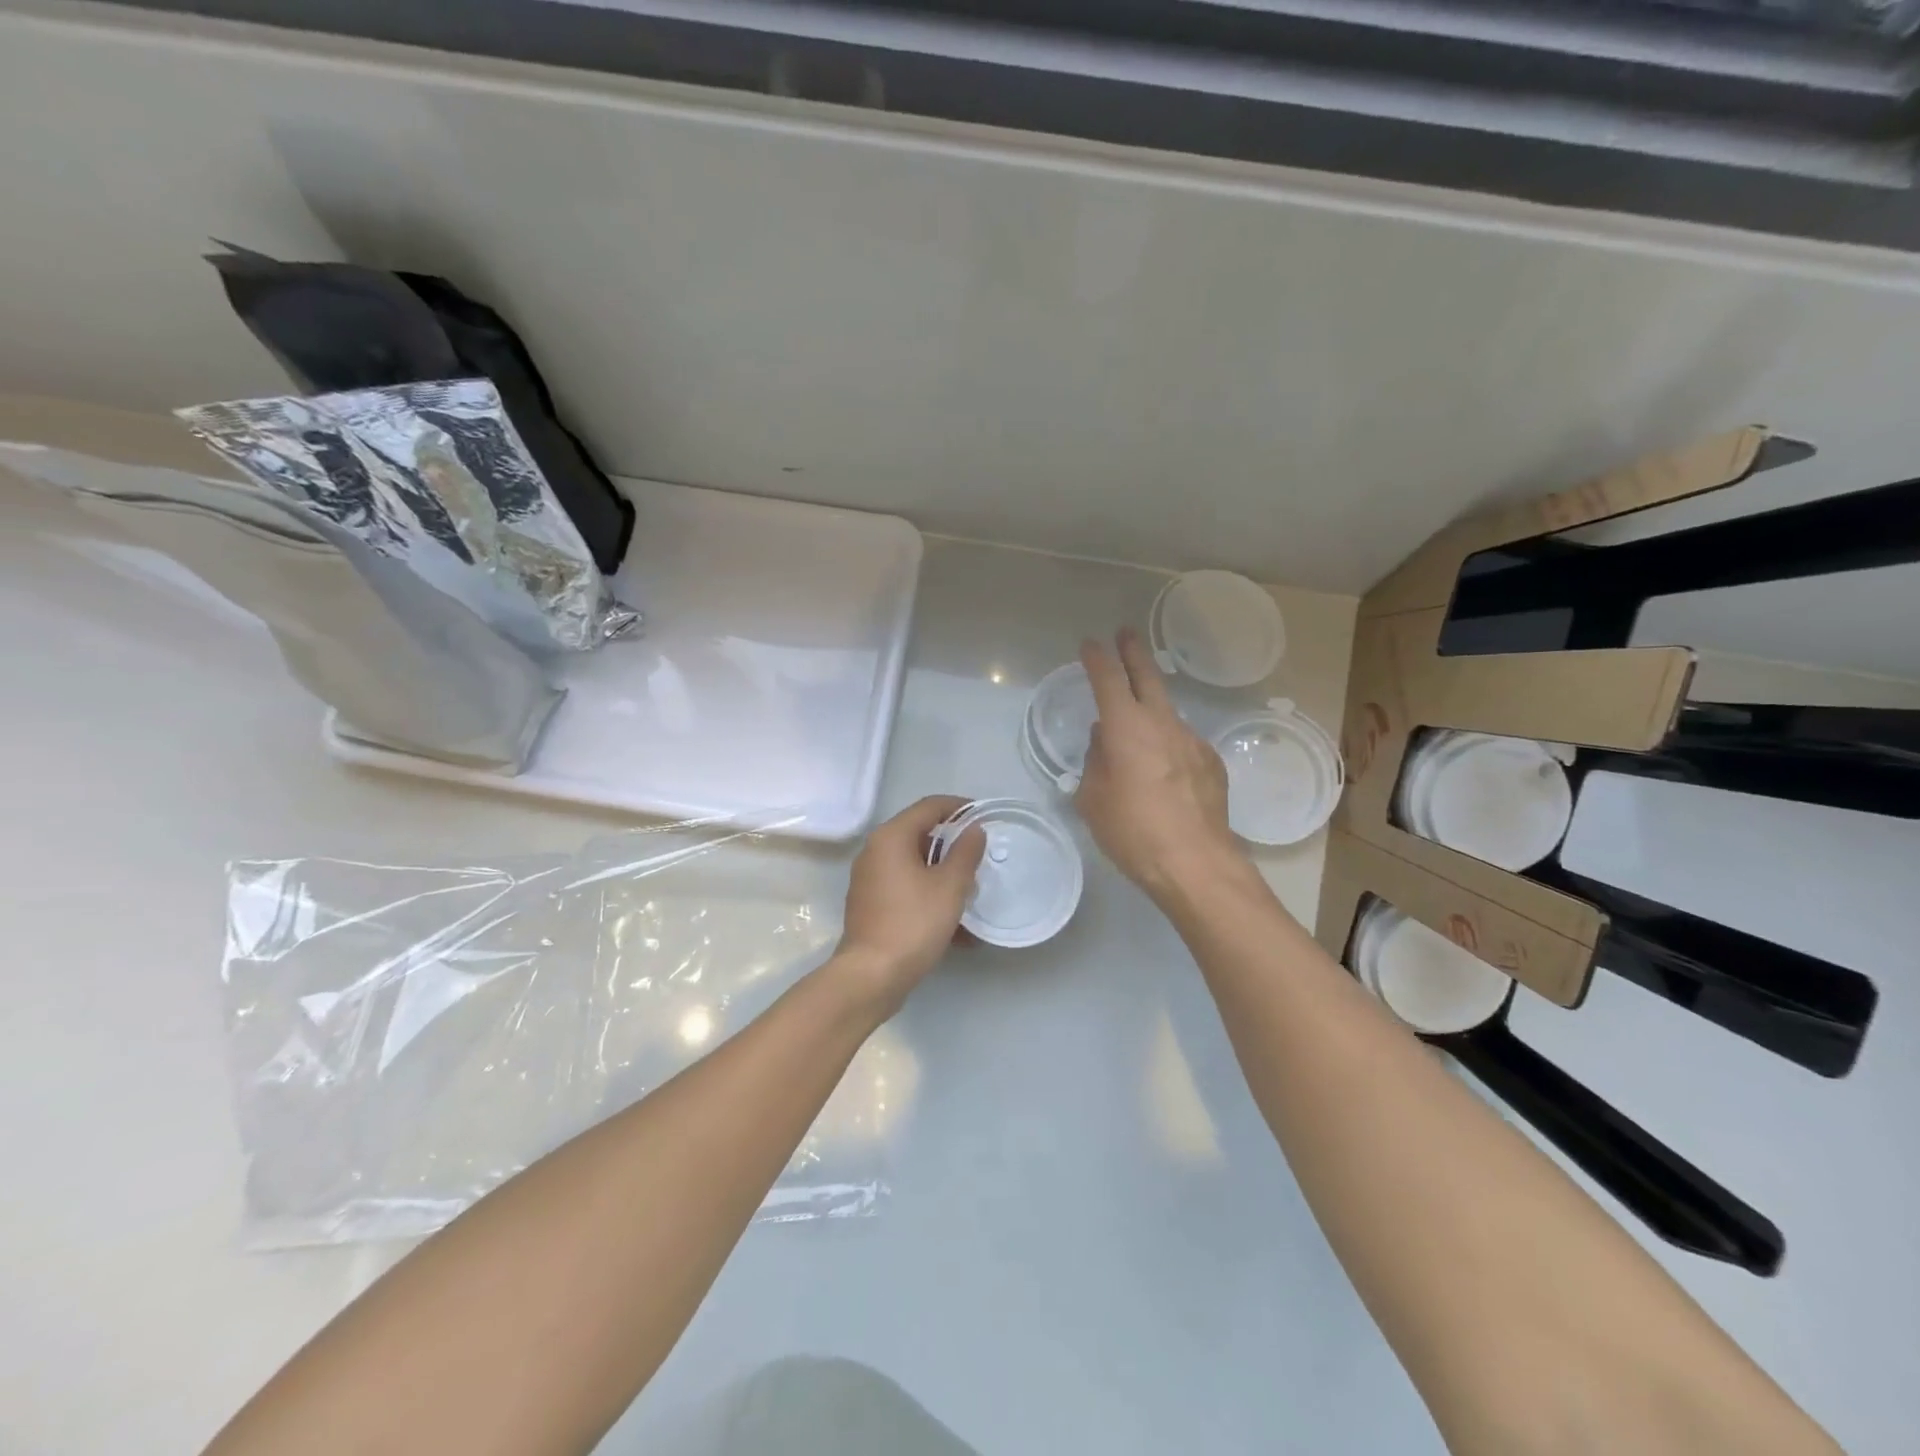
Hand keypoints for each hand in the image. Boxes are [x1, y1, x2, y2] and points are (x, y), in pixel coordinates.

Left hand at [835, 795, 985, 1010]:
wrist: (871, 975)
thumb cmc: (913, 922)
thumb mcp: (950, 886)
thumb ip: (966, 852)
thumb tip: (974, 829)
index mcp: (891, 837)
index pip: (929, 806)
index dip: (959, 807)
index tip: (984, 817)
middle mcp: (875, 851)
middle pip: (920, 834)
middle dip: (952, 845)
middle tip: (979, 858)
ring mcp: (869, 879)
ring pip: (914, 865)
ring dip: (943, 874)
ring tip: (971, 893)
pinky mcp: (871, 904)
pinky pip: (906, 888)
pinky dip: (929, 895)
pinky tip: (955, 925)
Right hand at [1076, 628, 1241, 901]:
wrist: (1196, 863)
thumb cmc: (1132, 831)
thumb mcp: (1093, 799)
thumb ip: (1096, 762)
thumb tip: (1104, 741)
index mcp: (1126, 727)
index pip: (1108, 679)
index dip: (1097, 658)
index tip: (1090, 644)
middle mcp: (1162, 724)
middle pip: (1147, 677)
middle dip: (1133, 652)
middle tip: (1126, 633)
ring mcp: (1192, 741)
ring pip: (1166, 715)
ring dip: (1150, 711)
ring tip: (1136, 733)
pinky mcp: (1212, 763)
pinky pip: (1182, 744)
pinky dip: (1168, 747)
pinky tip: (1163, 775)